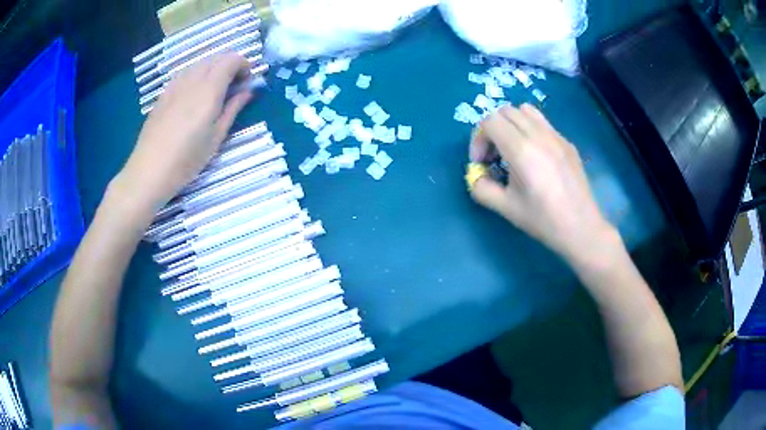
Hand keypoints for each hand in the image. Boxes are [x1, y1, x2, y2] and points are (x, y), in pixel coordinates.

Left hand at [115, 52, 252, 211]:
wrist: (149, 171)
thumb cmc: (186, 159)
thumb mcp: (216, 137)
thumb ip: (233, 109)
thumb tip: (247, 92)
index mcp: (209, 89)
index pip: (231, 59)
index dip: (244, 65)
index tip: (247, 83)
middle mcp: (192, 80)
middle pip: (216, 57)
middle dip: (230, 65)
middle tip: (234, 87)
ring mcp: (175, 85)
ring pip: (199, 64)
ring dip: (213, 70)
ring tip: (215, 92)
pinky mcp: (164, 94)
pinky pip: (185, 74)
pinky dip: (197, 76)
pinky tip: (194, 97)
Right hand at [469, 104, 614, 263]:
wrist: (580, 228)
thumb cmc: (543, 220)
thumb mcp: (505, 208)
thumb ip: (481, 188)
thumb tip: (476, 176)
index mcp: (521, 150)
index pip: (490, 122)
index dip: (478, 139)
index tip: (481, 162)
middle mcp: (538, 135)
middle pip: (505, 112)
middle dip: (492, 130)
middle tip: (493, 155)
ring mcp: (556, 136)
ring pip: (525, 111)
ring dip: (511, 124)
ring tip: (512, 148)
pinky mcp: (567, 142)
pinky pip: (543, 123)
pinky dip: (530, 129)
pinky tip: (535, 156)